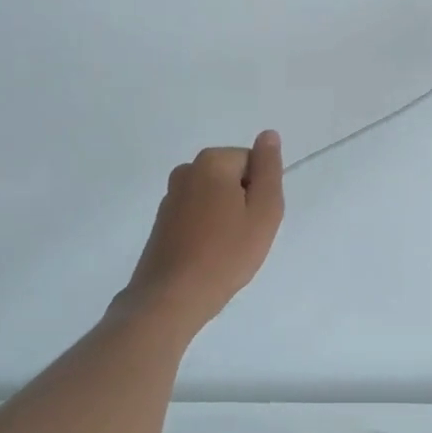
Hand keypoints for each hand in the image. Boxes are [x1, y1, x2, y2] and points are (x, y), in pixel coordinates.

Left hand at [120, 131, 284, 324]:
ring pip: (215, 197)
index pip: (252, 163)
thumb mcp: (264, 210)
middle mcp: (186, 170)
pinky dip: (206, 230)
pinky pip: (197, 215)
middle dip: (243, 202)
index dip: (260, 192)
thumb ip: (269, 169)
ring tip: (226, 250)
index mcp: (212, 162)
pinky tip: (208, 256)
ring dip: (225, 217)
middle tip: (244, 236)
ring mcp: (170, 196)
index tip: (255, 220)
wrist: (172, 298)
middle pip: (232, 177)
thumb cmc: (226, 253)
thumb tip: (268, 135)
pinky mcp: (162, 220)